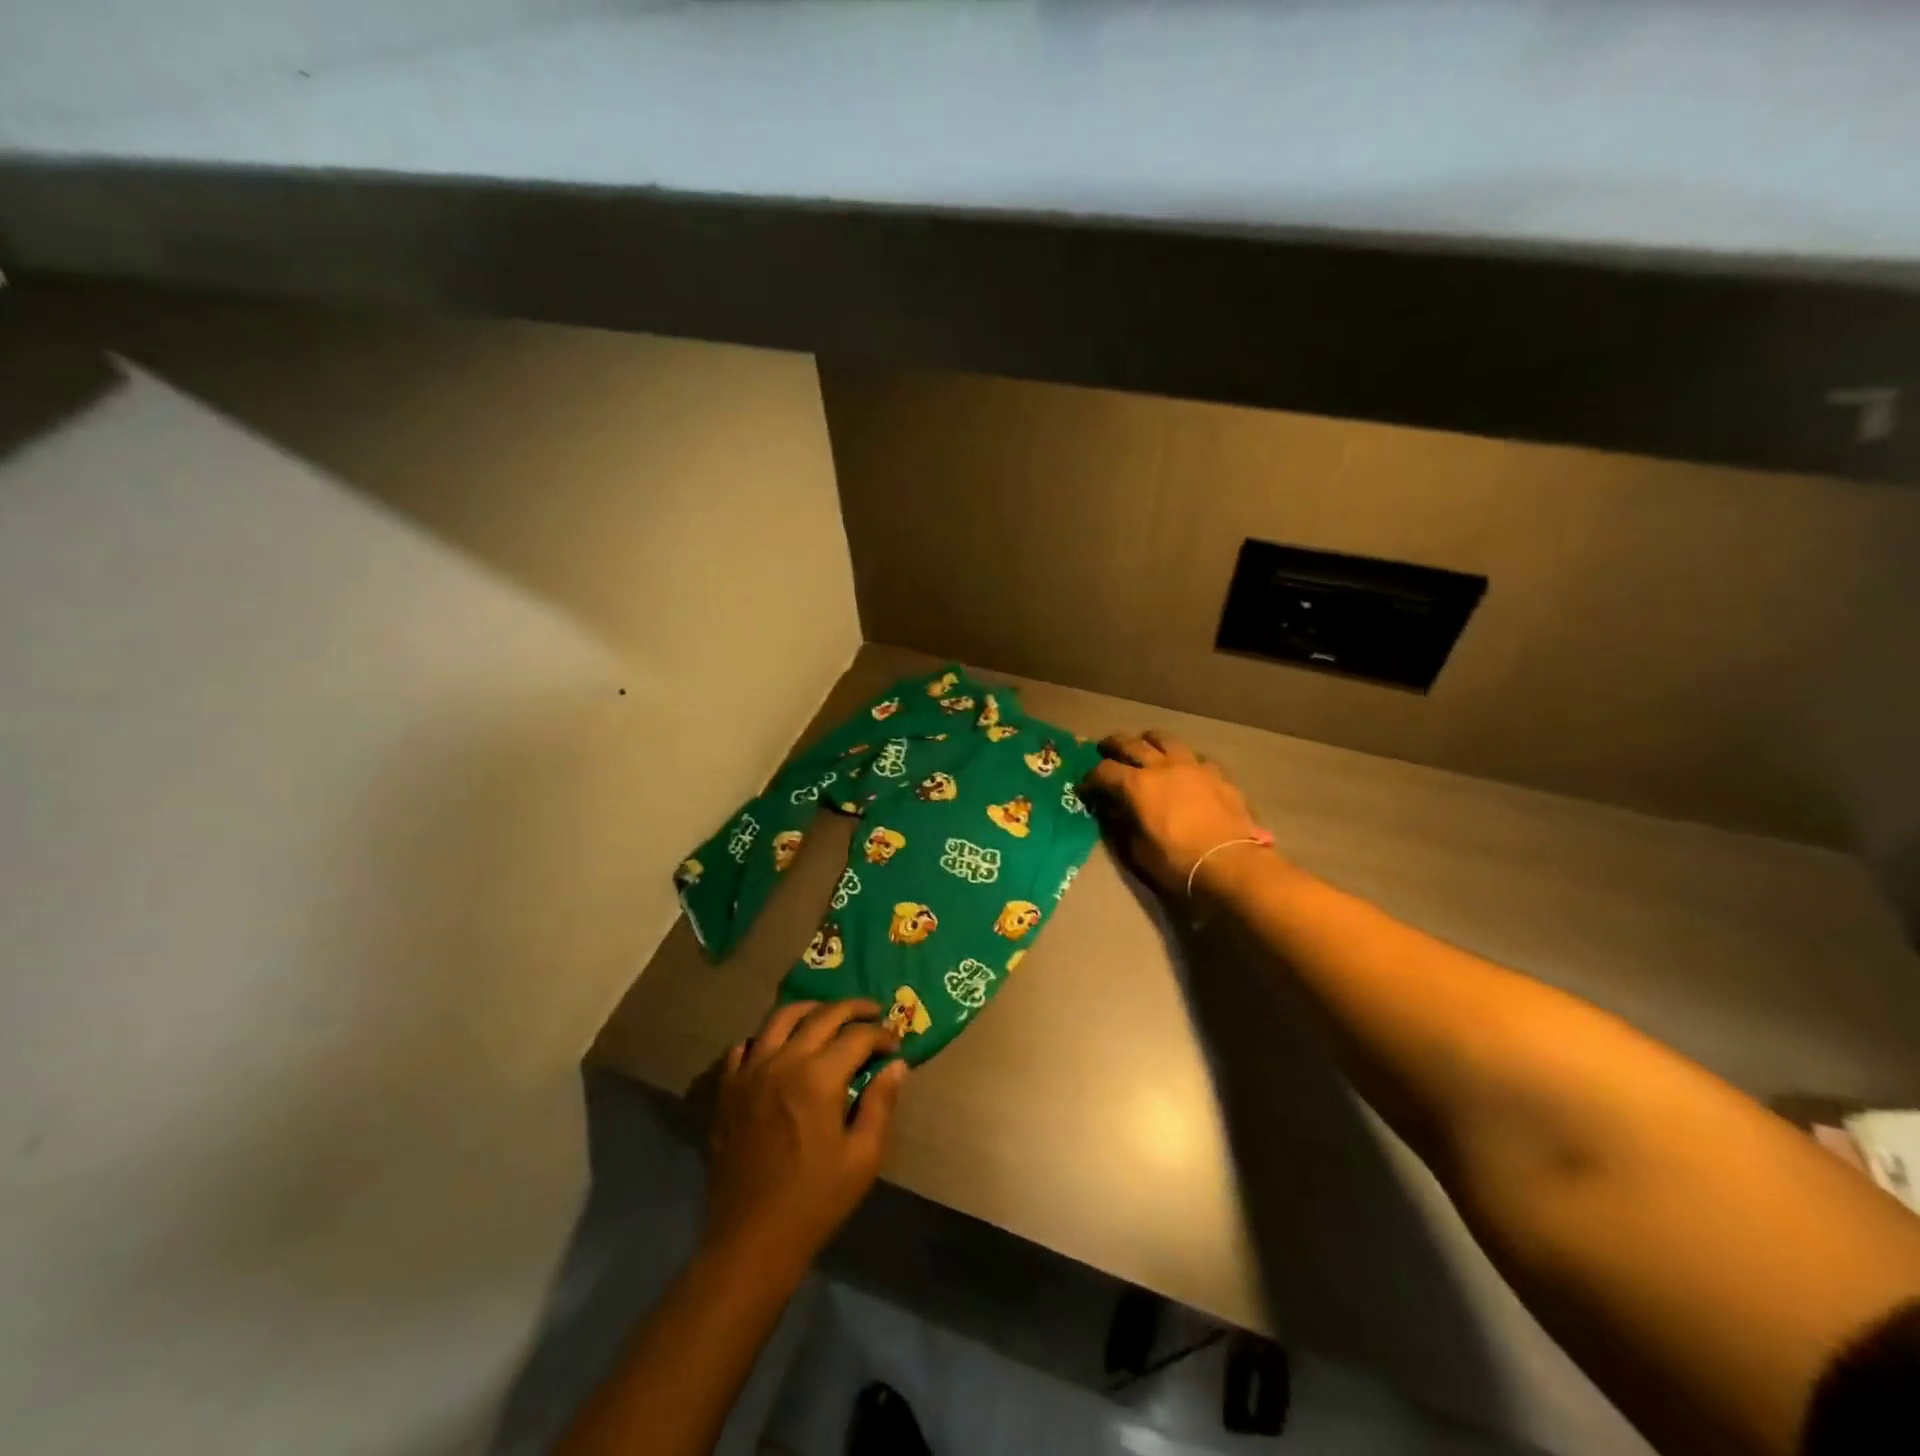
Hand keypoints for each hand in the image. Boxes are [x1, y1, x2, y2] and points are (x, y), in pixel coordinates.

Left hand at [700, 999, 908, 1279]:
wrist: (751, 1240)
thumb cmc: (815, 1201)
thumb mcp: (863, 1157)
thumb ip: (881, 1103)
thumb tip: (897, 1064)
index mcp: (818, 1077)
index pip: (857, 1035)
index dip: (881, 1035)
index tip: (894, 1046)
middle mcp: (782, 1061)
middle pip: (822, 1015)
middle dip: (853, 1009)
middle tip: (872, 1014)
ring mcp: (749, 1072)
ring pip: (780, 1017)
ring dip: (810, 1010)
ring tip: (828, 1016)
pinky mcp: (728, 1089)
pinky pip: (745, 1046)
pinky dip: (766, 1038)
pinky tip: (779, 1048)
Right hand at [1083, 730, 1268, 897]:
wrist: (1231, 863)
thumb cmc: (1178, 862)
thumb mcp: (1138, 850)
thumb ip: (1122, 825)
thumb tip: (1114, 811)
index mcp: (1137, 785)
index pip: (1104, 771)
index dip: (1091, 778)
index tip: (1086, 787)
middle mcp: (1161, 766)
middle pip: (1131, 744)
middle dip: (1113, 745)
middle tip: (1104, 748)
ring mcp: (1192, 765)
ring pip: (1165, 739)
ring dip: (1148, 740)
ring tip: (1144, 743)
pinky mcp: (1217, 773)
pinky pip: (1194, 755)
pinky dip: (1181, 757)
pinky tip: (1183, 766)